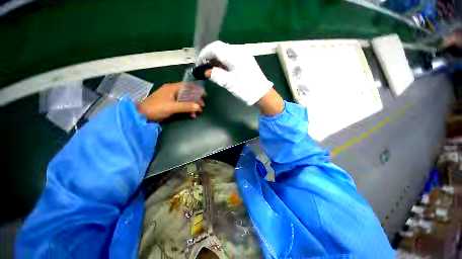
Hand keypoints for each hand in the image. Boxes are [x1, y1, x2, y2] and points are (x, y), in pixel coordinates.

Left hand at [137, 83, 203, 121]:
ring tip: (197, 113)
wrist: (142, 115)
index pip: (188, 86)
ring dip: (192, 106)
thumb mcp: (172, 107)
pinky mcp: (170, 104)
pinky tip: (190, 115)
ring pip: (185, 100)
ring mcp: (171, 98)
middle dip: (196, 100)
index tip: (204, 95)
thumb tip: (198, 107)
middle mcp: (173, 91)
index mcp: (172, 88)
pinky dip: (187, 109)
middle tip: (202, 107)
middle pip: (188, 93)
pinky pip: (182, 105)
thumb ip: (185, 106)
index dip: (197, 89)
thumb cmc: (156, 108)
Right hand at [198, 41, 272, 105]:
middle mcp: (239, 52)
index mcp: (235, 55)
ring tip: (212, 70)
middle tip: (205, 67)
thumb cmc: (246, 89)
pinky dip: (224, 63)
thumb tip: (205, 71)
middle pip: (221, 48)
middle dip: (211, 56)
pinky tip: (221, 70)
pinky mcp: (245, 62)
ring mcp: (244, 56)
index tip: (199, 62)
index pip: (216, 47)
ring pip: (226, 53)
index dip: (205, 53)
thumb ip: (215, 75)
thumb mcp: (229, 83)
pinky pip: (231, 58)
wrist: (262, 95)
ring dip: (217, 60)